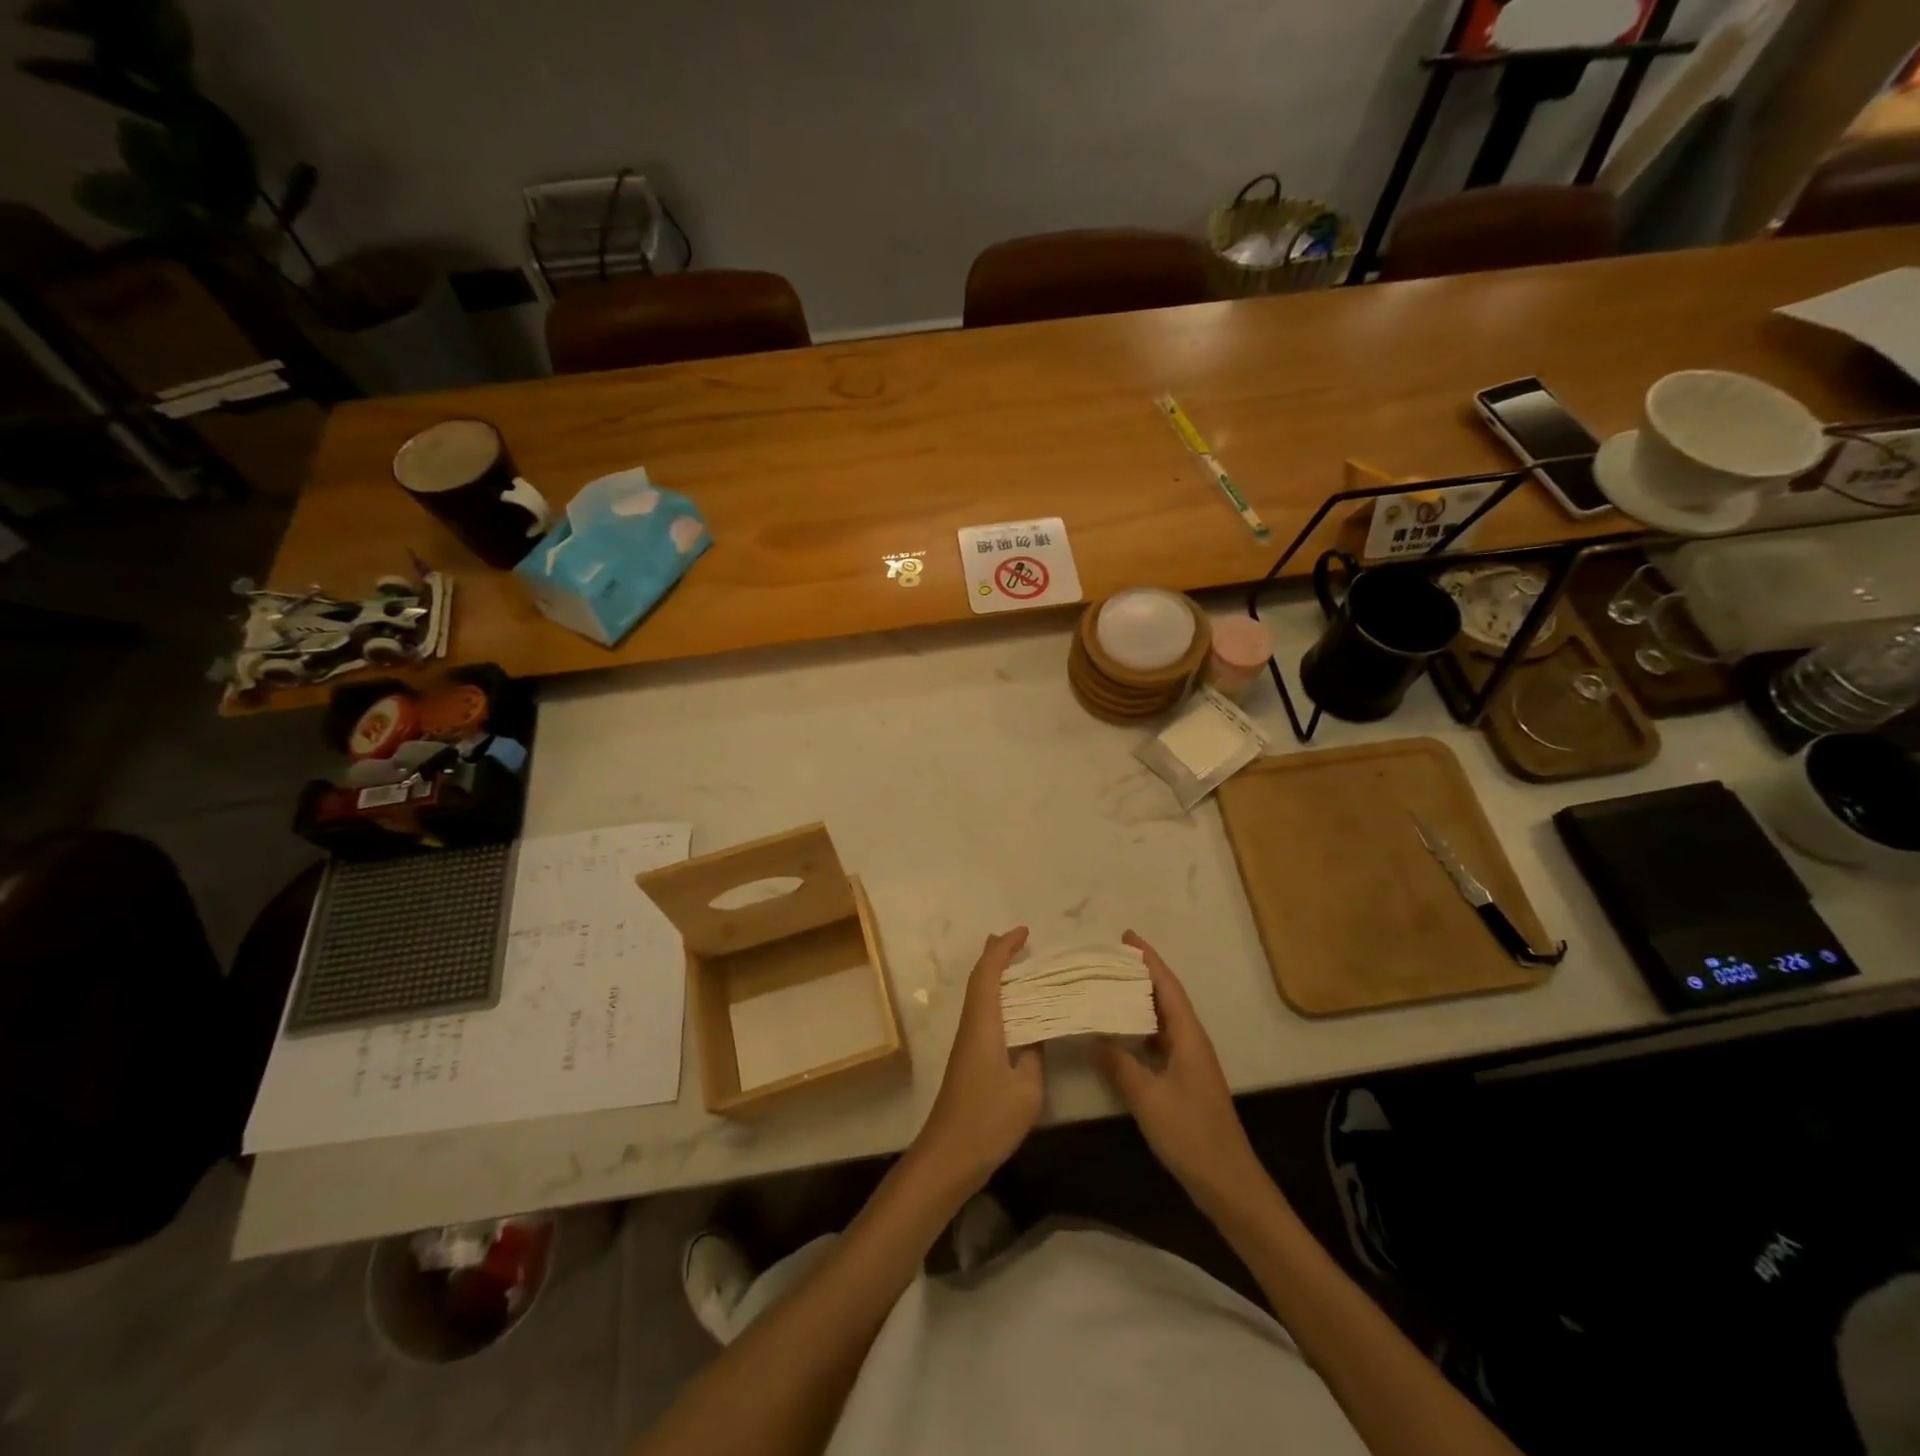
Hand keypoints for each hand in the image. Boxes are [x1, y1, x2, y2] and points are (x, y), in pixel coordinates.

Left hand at [912, 927, 1042, 1193]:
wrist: (948, 1156)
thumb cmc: (988, 1120)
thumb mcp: (1027, 1090)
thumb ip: (1035, 1056)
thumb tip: (1038, 1035)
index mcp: (983, 1024)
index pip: (989, 973)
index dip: (1004, 948)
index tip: (1024, 932)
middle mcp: (971, 1025)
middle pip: (978, 978)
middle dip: (995, 954)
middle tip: (1018, 939)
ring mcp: (967, 1042)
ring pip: (978, 996)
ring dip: (995, 975)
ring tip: (1018, 965)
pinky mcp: (968, 1058)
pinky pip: (982, 1013)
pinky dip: (996, 998)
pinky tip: (1013, 1010)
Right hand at [1094, 931, 1261, 1208]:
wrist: (1228, 1182)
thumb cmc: (1191, 1135)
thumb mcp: (1148, 1098)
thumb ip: (1119, 1064)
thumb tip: (1094, 1034)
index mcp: (1188, 1037)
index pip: (1167, 986)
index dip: (1149, 960)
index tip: (1127, 937)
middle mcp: (1191, 1041)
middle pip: (1166, 997)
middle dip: (1140, 974)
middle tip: (1107, 959)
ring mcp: (1189, 1061)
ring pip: (1162, 1019)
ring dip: (1138, 1000)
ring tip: (1107, 987)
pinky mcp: (1184, 1080)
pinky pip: (1158, 1040)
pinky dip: (1138, 1028)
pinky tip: (1119, 1033)